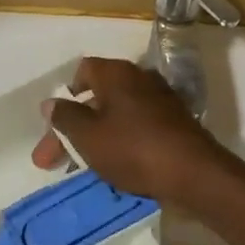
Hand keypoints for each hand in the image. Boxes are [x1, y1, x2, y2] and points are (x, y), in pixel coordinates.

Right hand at [31, 57, 244, 207]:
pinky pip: (137, 128)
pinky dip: (121, 143)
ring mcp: (161, 101)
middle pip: (98, 97)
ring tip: (82, 169)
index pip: (83, 70)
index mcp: (117, 73)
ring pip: (117, 116)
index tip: (57, 124)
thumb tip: (51, 102)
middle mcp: (140, 78)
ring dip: (96, 138)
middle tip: (52, 161)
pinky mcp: (174, 123)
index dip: (66, 95)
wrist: (194, 173)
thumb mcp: (88, 136)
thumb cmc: (133, 148)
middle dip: (72, 129)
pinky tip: (114, 167)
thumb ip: (65, 118)